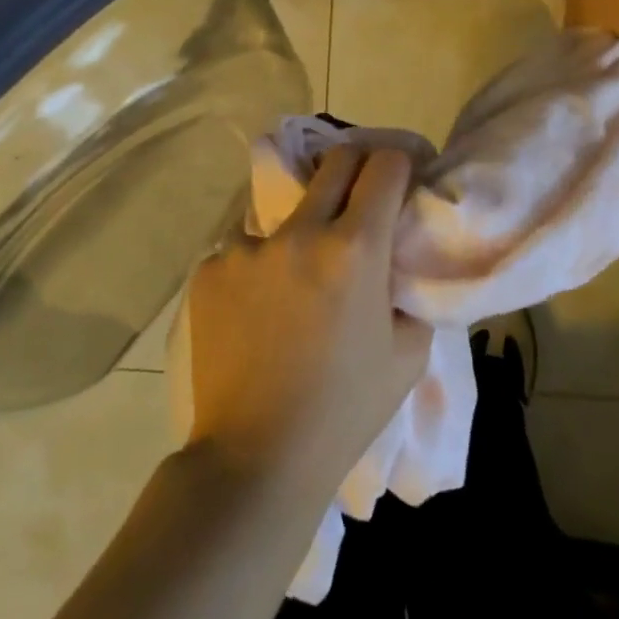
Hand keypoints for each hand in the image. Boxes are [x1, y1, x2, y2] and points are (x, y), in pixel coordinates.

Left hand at [184, 147, 431, 503]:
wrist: (256, 459)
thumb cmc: (345, 409)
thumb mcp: (408, 353)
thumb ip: (409, 291)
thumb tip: (400, 261)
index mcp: (354, 247)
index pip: (384, 165)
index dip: (400, 165)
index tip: (403, 178)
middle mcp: (300, 232)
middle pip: (335, 160)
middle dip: (358, 165)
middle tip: (362, 195)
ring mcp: (247, 247)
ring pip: (285, 208)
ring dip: (302, 225)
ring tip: (299, 274)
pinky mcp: (209, 269)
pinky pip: (244, 247)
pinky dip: (260, 264)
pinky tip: (258, 308)